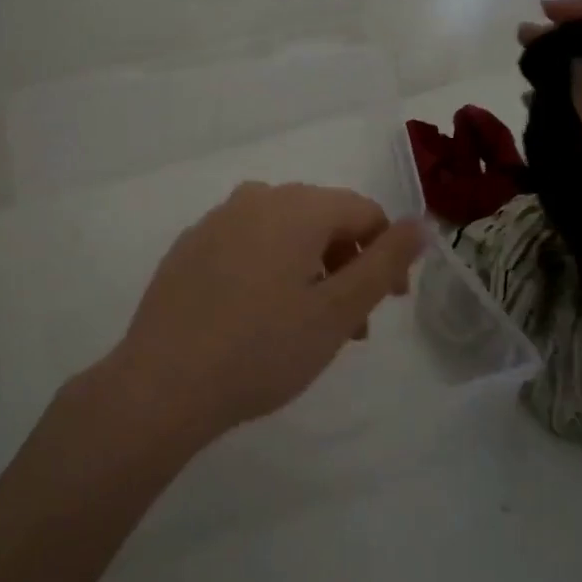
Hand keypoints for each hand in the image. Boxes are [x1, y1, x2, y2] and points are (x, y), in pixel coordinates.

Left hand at [100, 183, 423, 447]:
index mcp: (296, 206)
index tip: (390, 303)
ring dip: (309, 271)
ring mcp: (215, 221)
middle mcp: (255, 199)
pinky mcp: (188, 247)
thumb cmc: (262, 348)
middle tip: (352, 325)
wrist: (163, 383)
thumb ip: (383, 263)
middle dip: (347, 266)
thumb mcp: (337, 311)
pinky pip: (245, 246)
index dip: (387, 253)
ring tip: (309, 326)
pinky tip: (258, 318)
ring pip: (283, 234)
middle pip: (322, 219)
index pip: (363, 211)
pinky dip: (268, 270)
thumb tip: (419, 223)